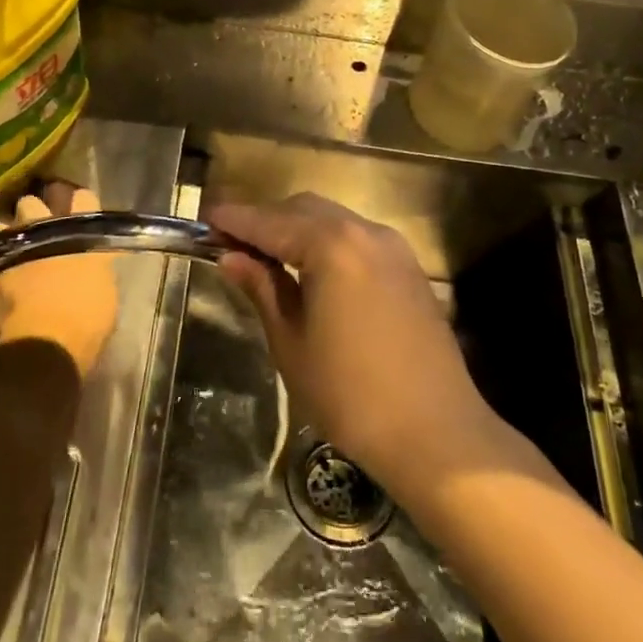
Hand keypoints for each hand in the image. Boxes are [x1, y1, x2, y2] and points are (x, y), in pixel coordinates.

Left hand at [0, 183, 119, 377]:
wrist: (47, 344)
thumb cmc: (88, 318)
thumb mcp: (105, 289)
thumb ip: (95, 268)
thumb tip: (89, 266)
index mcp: (82, 233)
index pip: (84, 199)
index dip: (81, 203)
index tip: (79, 208)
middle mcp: (47, 231)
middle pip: (33, 203)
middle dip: (33, 211)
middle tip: (37, 224)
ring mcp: (15, 250)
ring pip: (1, 225)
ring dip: (5, 234)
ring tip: (10, 247)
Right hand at [207, 194, 498, 501]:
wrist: (437, 433)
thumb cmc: (350, 394)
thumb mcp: (291, 343)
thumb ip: (262, 288)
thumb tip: (231, 257)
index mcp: (331, 246)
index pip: (269, 221)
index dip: (234, 220)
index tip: (205, 220)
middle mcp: (364, 232)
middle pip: (303, 209)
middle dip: (265, 220)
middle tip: (232, 243)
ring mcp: (393, 248)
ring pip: (333, 219)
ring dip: (297, 228)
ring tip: (266, 256)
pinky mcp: (409, 268)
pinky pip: (357, 238)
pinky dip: (327, 242)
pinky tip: (311, 270)